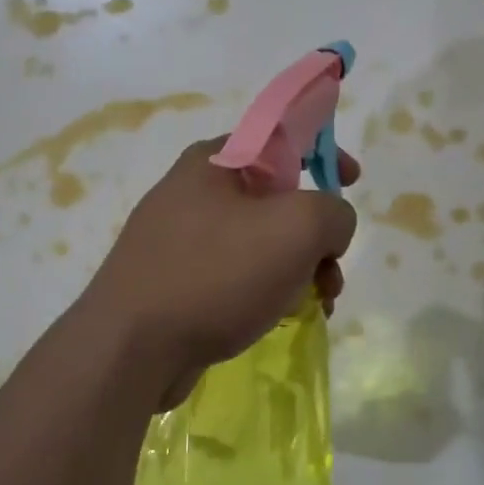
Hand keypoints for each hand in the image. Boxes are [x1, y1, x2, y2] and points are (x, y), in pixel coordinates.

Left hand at [83, 137, 359, 409]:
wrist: (131, 347)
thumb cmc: (216, 273)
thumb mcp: (297, 228)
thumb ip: (333, 212)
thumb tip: (329, 229)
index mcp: (214, 162)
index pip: (279, 137)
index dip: (323, 151)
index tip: (352, 180)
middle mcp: (192, 193)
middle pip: (275, 199)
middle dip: (316, 234)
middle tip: (332, 269)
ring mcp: (179, 240)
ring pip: (259, 243)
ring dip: (298, 269)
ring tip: (318, 303)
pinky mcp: (174, 283)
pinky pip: (235, 276)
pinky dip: (266, 291)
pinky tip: (281, 317)